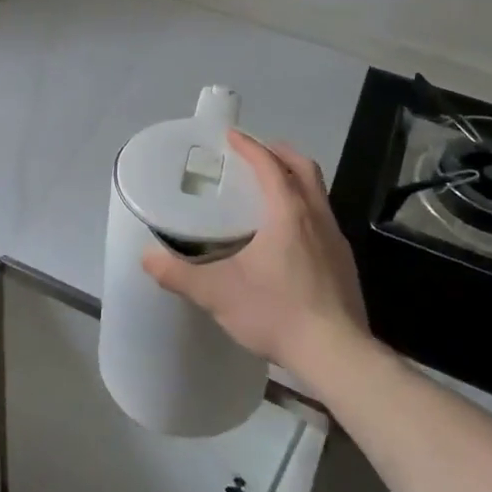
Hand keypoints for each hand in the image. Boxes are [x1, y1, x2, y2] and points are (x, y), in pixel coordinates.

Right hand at [141, 131, 369, 380]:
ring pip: (317, 194)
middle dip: (279, 154)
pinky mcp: (344, 264)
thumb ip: (179, 274)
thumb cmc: (277, 312)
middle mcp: (316, 218)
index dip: (250, 146)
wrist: (336, 355)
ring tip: (270, 190)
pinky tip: (288, 236)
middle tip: (256, 153)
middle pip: (303, 169)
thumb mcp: (218, 293)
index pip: (270, 164)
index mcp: (287, 213)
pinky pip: (323, 220)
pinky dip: (304, 209)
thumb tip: (147, 258)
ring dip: (295, 181)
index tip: (231, 136)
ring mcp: (336, 240)